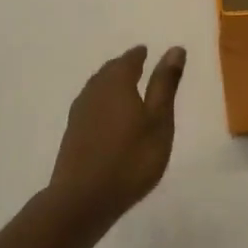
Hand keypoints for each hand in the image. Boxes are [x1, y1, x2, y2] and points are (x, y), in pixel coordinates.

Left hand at [46, 45, 185, 228]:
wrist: (83, 198)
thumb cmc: (131, 158)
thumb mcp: (159, 121)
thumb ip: (165, 85)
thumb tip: (174, 48)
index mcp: (117, 84)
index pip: (128, 61)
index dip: (138, 55)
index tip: (146, 51)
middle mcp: (94, 92)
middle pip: (109, 72)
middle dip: (123, 66)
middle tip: (136, 64)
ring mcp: (80, 113)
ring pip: (97, 88)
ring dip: (110, 83)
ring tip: (124, 87)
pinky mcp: (73, 134)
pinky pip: (90, 105)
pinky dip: (102, 102)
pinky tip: (107, 115)